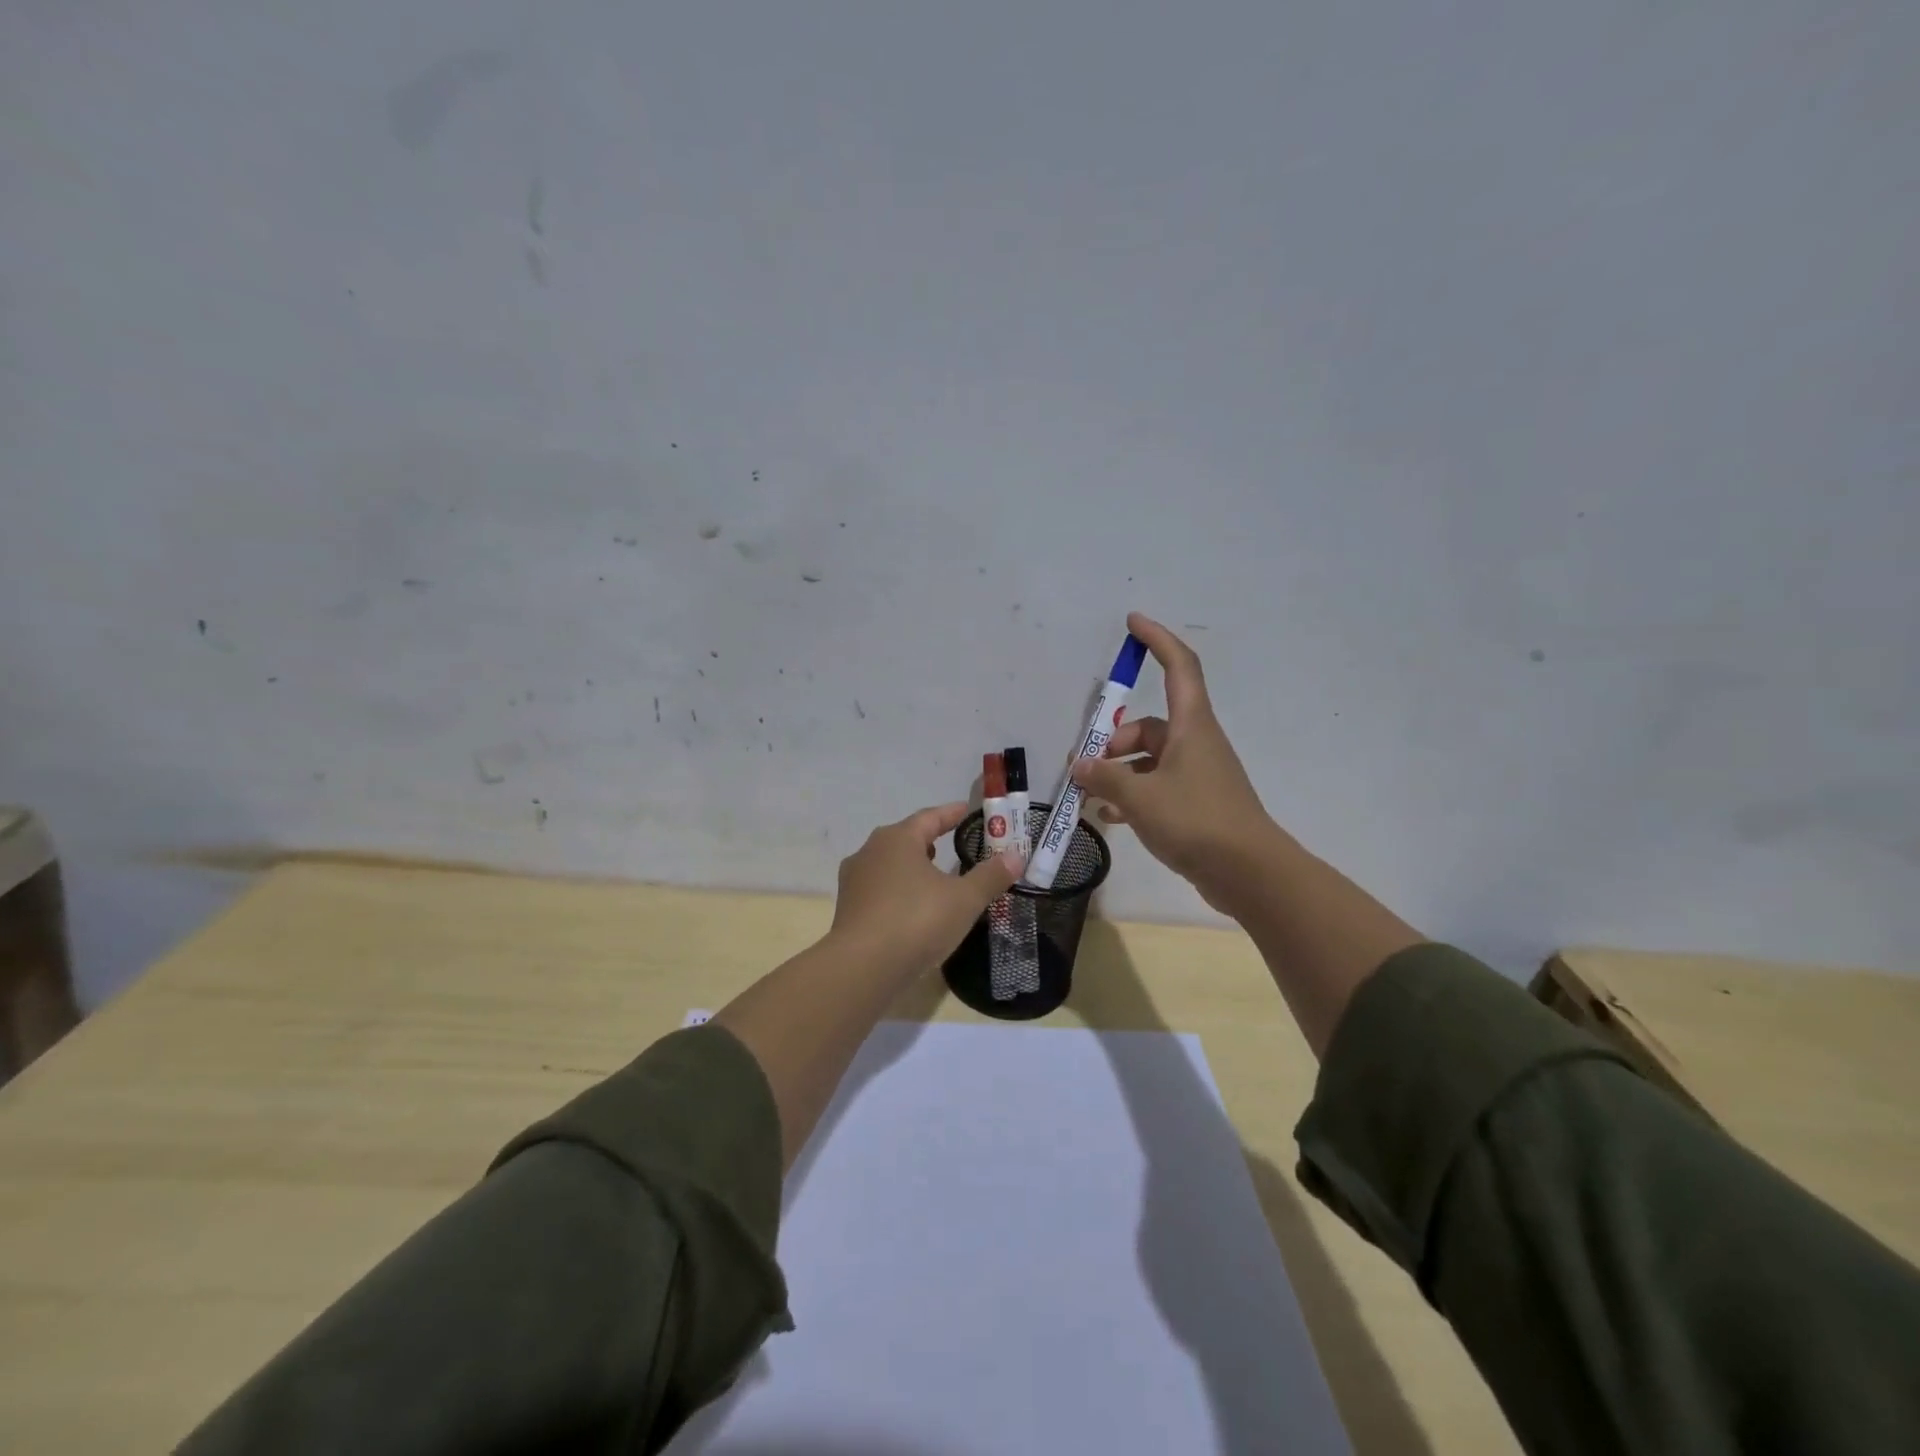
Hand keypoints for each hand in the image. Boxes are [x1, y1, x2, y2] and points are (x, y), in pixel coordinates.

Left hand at [829, 802, 1024, 977]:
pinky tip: (912, 909)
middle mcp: (870, 851)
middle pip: (905, 838)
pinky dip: (898, 891)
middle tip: (952, 845)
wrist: (862, 967)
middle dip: (929, 840)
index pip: (929, 817)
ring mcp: (855, 880)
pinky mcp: (848, 909)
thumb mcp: (963, 900)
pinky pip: (879, 890)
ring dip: (912, 867)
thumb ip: (990, 876)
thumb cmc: (916, 921)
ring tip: (934, 878)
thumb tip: (1015, 856)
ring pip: (889, 864)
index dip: (951, 814)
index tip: (966, 811)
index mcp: (897, 839)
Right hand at [1071, 612, 1279, 912]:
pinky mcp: (1197, 805)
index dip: (1157, 639)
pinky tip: (1109, 817)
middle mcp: (1196, 743)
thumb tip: (1080, 765)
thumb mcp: (1140, 797)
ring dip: (1119, 773)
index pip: (1179, 667)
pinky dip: (1132, 796)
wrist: (1249, 873)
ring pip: (1149, 760)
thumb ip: (1104, 778)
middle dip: (1113, 740)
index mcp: (1191, 726)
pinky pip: (1157, 788)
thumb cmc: (1196, 821)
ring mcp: (1198, 775)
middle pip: (1149, 726)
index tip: (1132, 622)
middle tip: (1082, 766)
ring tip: (1089, 796)